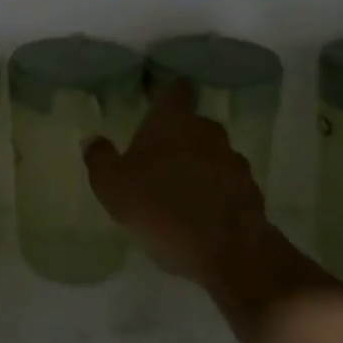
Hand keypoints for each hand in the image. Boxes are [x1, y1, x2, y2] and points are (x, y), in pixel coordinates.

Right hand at [84, 81, 277, 287]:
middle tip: (159, 158)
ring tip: (180, 192)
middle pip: (193, 125)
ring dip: (199, 166)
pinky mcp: (251, 190)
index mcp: (173, 122)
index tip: (161, 100)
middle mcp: (207, 131)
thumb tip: (92, 139)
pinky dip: (216, 192)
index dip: (169, 93)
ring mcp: (234, 160)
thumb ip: (100, 159)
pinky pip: (227, 183)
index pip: (175, 91)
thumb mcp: (113, 187)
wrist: (229, 251)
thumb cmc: (162, 208)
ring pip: (212, 154)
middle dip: (178, 138)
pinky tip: (202, 214)